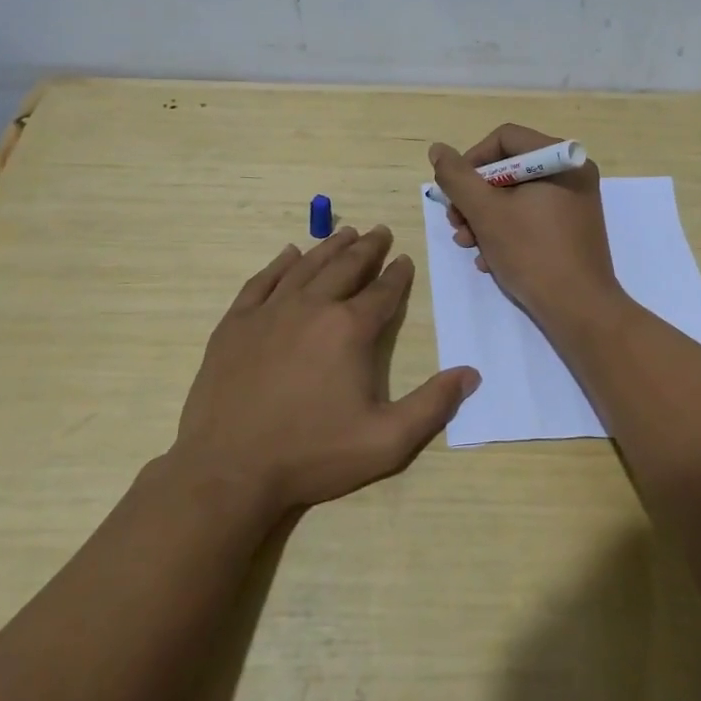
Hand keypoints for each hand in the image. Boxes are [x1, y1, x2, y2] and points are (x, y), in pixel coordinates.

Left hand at [170, 226, 479, 516]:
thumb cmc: (312, 454)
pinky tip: (289, 254)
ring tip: (345, 233)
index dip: (398, 275)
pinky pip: (262, 281)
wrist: (229, 469)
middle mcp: (312, 307)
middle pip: (346, 267)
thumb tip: (471, 374)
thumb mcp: (386, 441)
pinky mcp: (236, 323)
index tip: (405, 260)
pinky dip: (279, 264)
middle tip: (379, 231)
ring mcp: (269, 312)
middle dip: (367, 248)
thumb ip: (432, 405)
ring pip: (306, 266)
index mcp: (349, 329)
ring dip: (329, 247)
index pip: (382, 292)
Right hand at [429, 125, 623, 329]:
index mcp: (560, 159)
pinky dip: (506, 233)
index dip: (471, 162)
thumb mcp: (485, 212)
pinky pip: (531, 218)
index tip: (454, 193)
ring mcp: (574, 203)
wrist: (579, 309)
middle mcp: (572, 174)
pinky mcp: (571, 230)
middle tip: (456, 224)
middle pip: (508, 169)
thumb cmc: (532, 253)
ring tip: (468, 245)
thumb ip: (457, 177)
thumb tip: (438, 149)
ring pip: (515, 197)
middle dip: (475, 198)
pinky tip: (489, 261)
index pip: (504, 139)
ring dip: (484, 220)